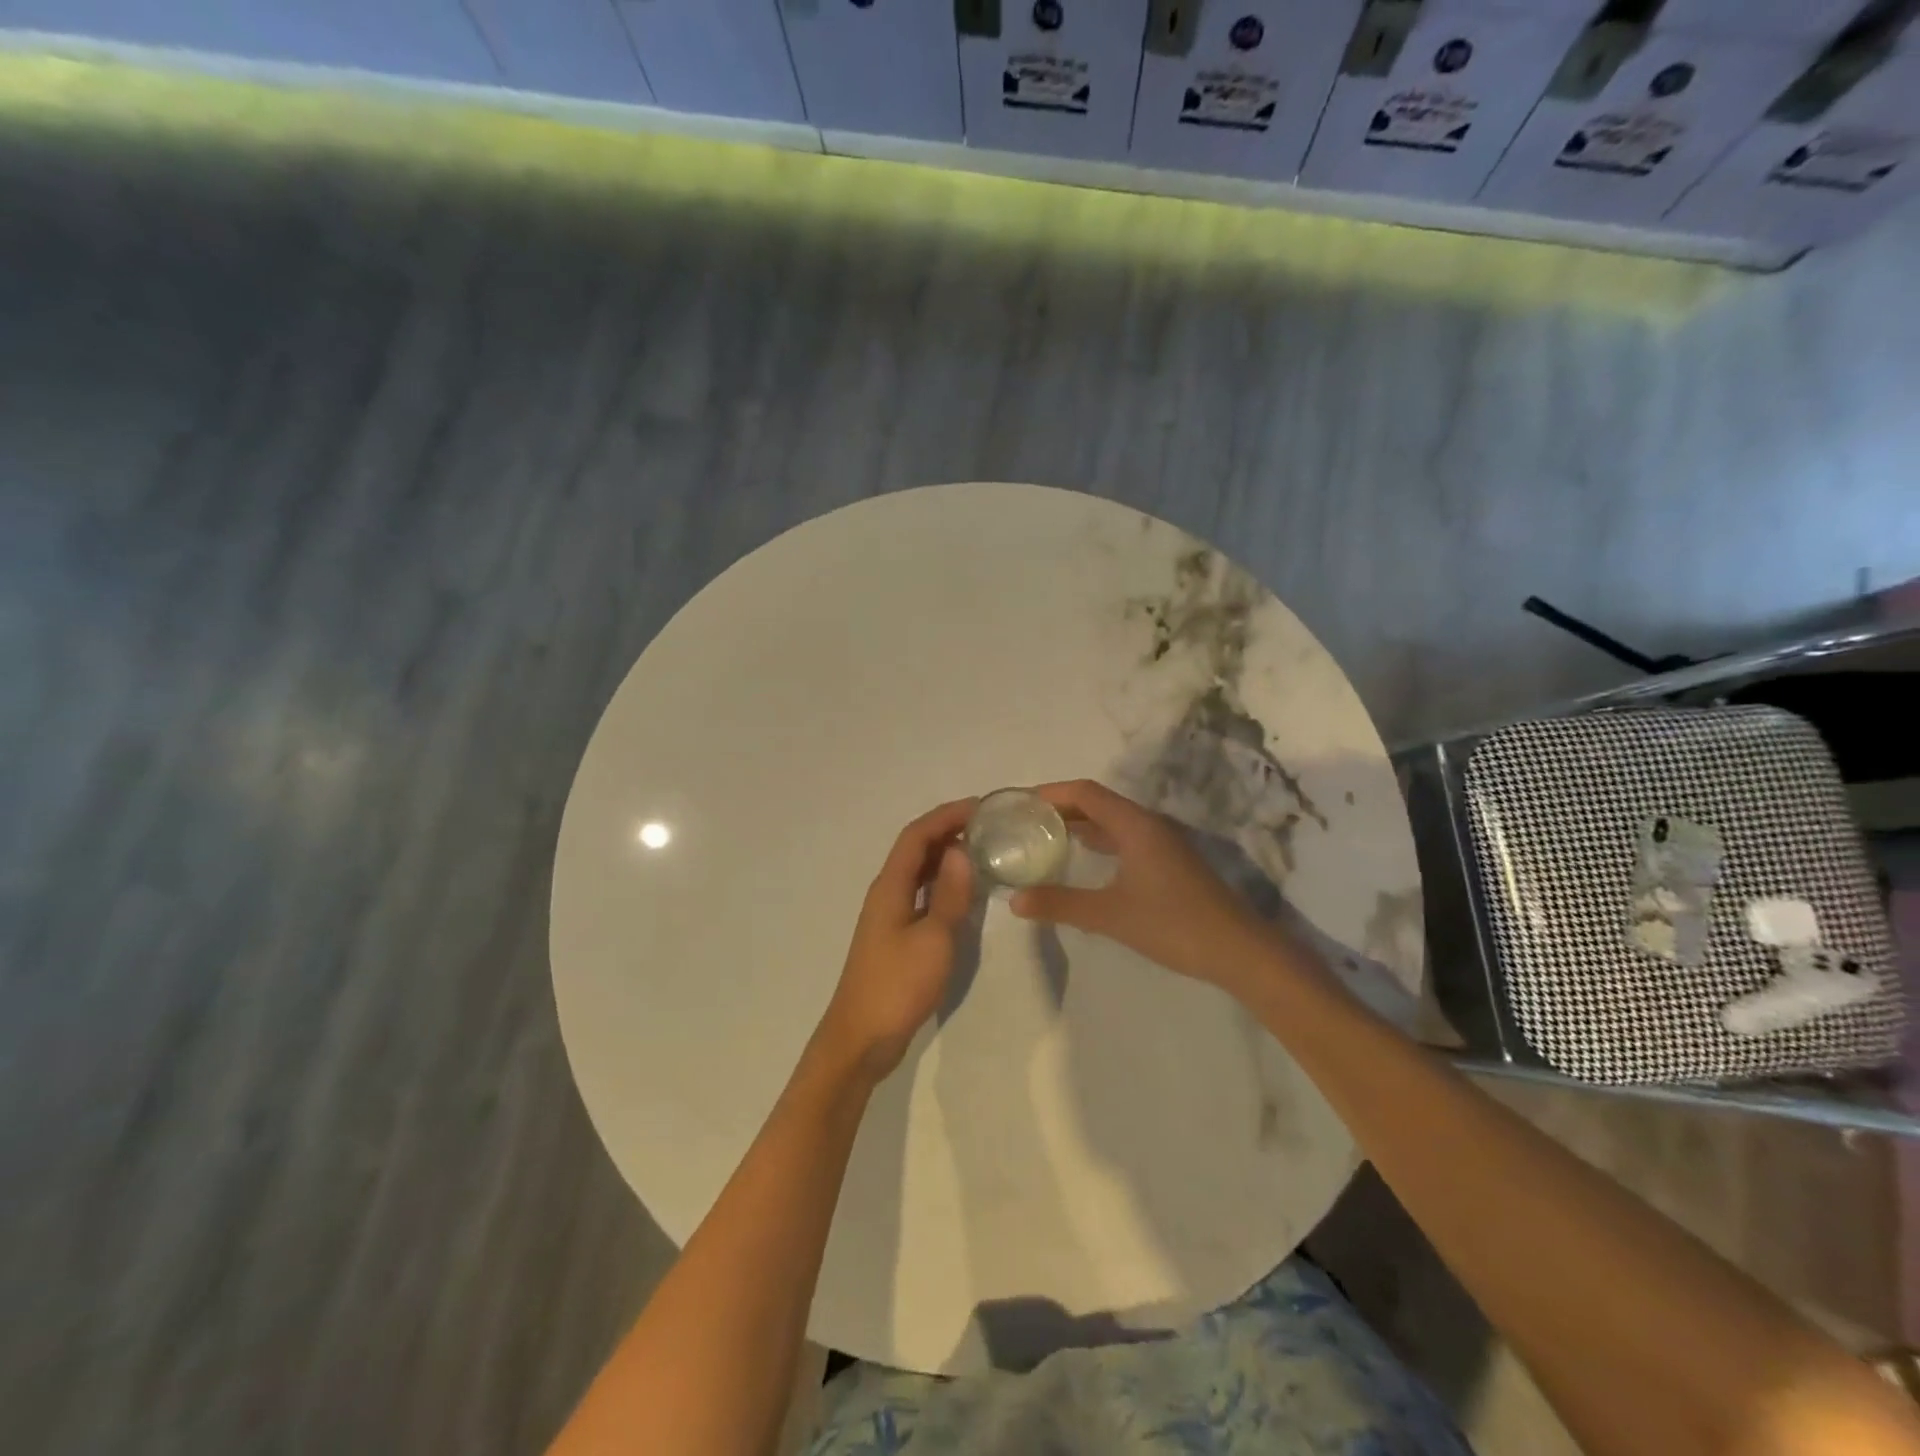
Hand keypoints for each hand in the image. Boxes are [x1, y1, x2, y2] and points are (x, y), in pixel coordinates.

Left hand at [815, 798, 976, 1084]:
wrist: (861, 1037)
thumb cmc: (898, 985)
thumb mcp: (934, 938)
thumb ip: (949, 894)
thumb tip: (961, 851)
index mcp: (890, 886)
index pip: (916, 836)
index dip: (946, 816)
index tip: (980, 806)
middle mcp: (887, 893)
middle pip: (916, 849)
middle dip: (948, 831)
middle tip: (988, 826)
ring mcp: (890, 915)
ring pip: (918, 872)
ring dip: (945, 856)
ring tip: (982, 851)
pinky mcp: (896, 936)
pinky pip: (921, 895)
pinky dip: (942, 884)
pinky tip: (964, 892)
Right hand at [1009, 779, 1280, 991]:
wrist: (1238, 951)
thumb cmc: (1172, 924)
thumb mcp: (1109, 915)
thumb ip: (1060, 904)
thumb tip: (1014, 901)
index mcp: (1135, 825)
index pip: (1085, 792)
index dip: (1051, 793)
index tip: (1019, 803)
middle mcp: (1148, 825)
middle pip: (1098, 802)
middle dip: (1061, 807)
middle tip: (1024, 821)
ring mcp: (1162, 843)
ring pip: (1112, 821)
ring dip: (1080, 824)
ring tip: (1044, 836)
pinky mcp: (1168, 862)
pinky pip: (1124, 838)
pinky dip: (1098, 841)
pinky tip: (1082, 859)